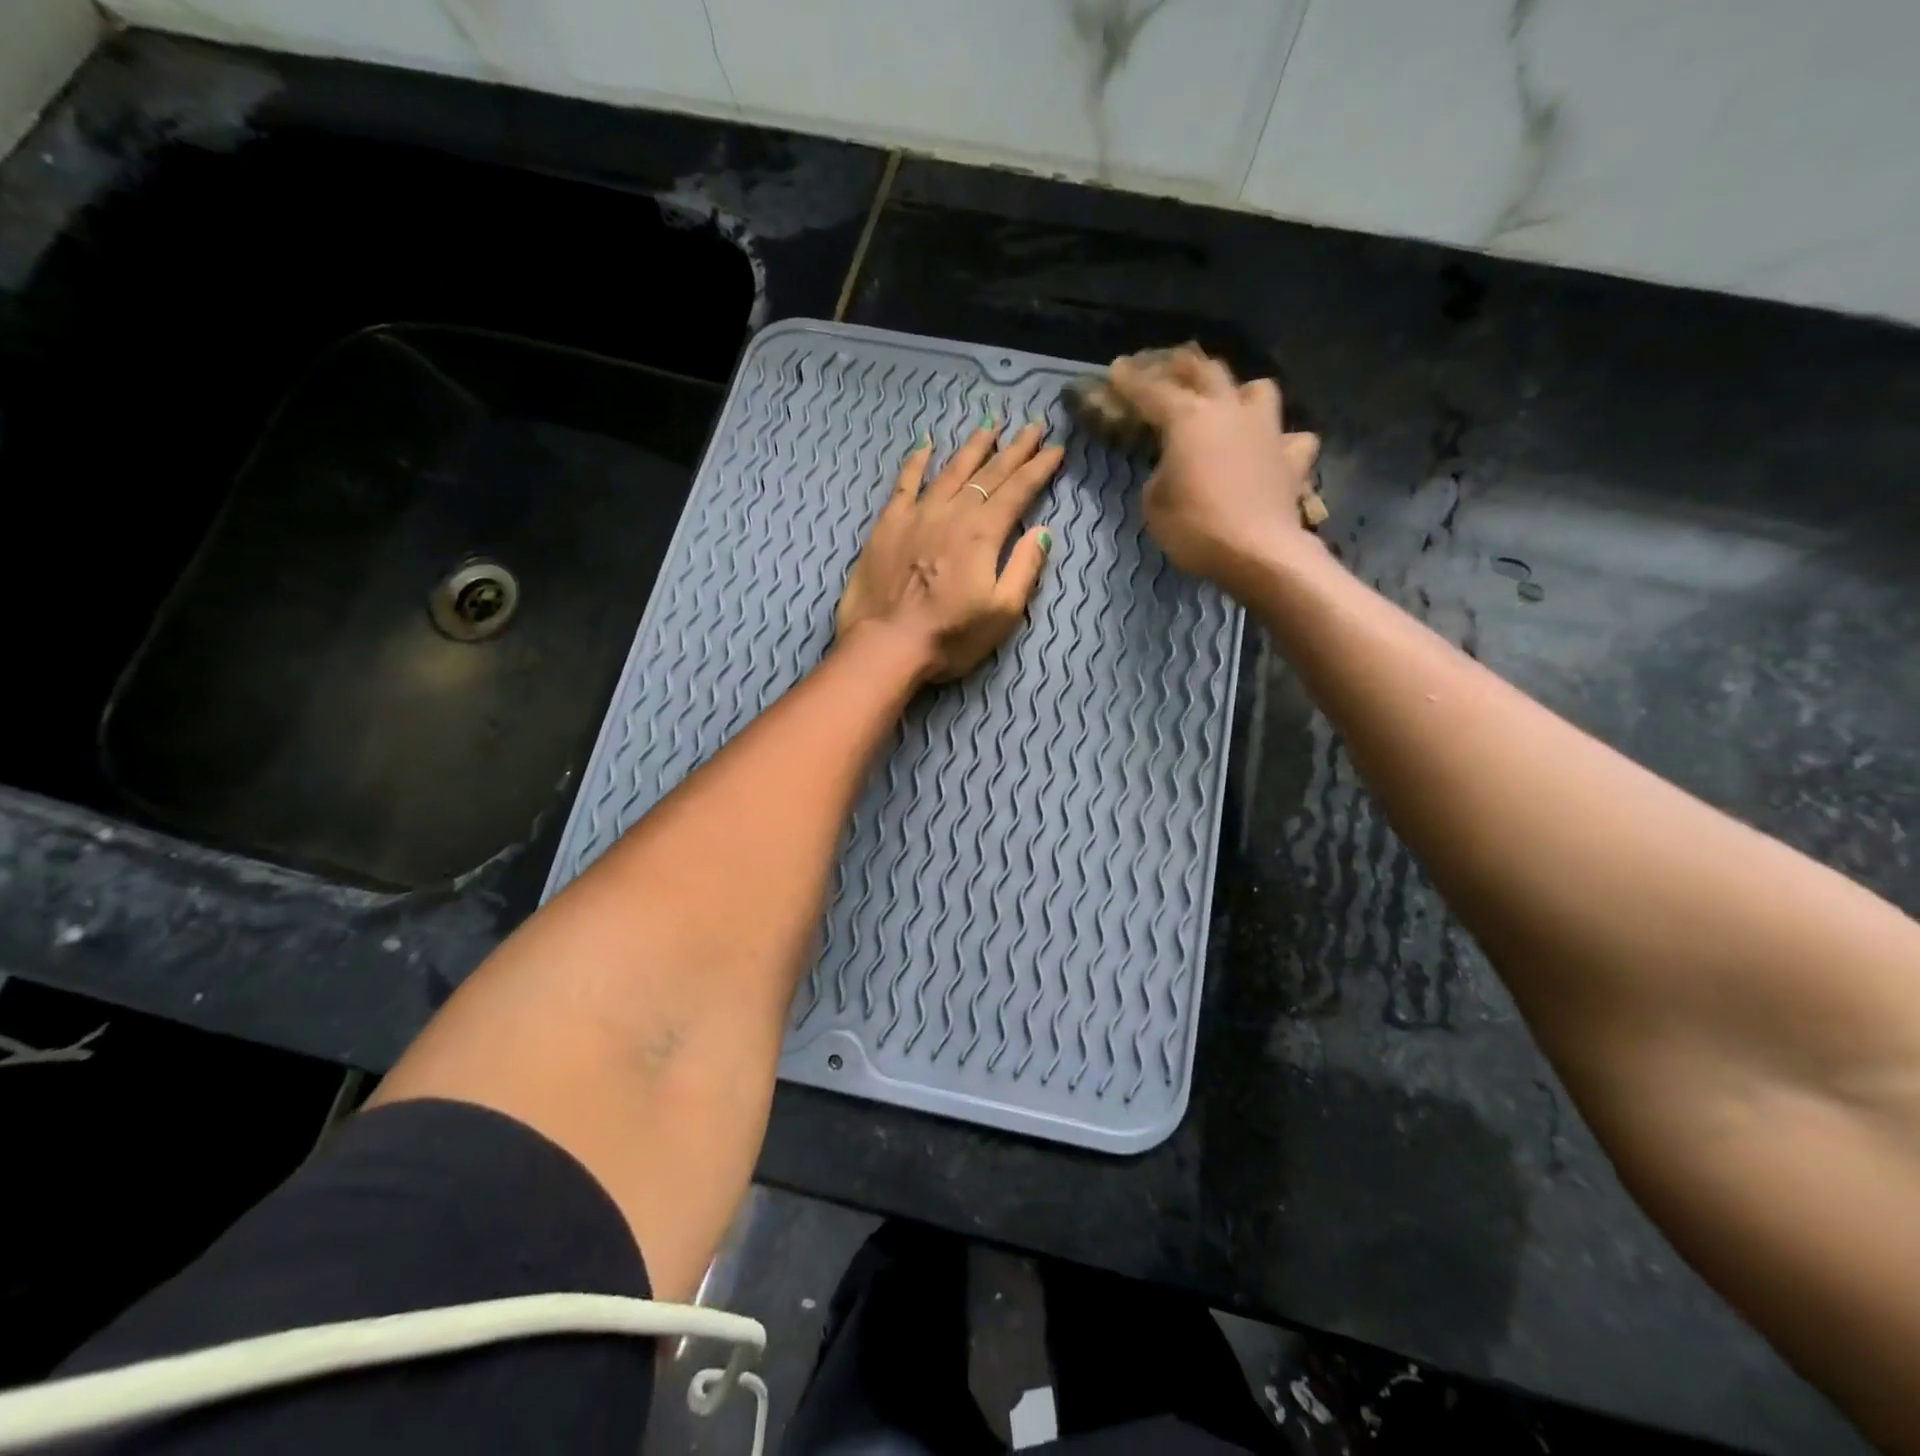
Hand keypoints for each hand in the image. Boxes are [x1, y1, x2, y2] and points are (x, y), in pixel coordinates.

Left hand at [836, 420, 1063, 682]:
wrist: (886, 645)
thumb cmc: (949, 637)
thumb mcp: (1002, 612)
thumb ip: (1024, 568)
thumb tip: (1043, 532)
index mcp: (982, 534)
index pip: (1018, 491)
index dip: (1039, 468)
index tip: (1056, 448)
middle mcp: (952, 514)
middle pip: (988, 474)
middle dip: (1014, 449)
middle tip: (1033, 426)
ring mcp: (917, 515)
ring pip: (950, 471)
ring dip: (973, 448)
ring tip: (989, 427)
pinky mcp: (888, 525)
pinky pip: (905, 483)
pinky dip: (917, 461)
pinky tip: (926, 444)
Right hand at [1106, 347, 1321, 592]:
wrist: (1258, 552)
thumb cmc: (1196, 528)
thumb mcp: (1154, 504)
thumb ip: (1160, 474)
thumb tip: (1173, 468)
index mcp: (1188, 419)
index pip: (1151, 392)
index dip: (1130, 381)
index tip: (1115, 370)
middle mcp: (1229, 411)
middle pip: (1205, 371)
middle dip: (1179, 365)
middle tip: (1162, 366)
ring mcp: (1267, 431)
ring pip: (1256, 389)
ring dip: (1237, 391)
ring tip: (1226, 403)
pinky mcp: (1292, 458)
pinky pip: (1290, 438)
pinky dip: (1278, 441)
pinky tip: (1270, 451)